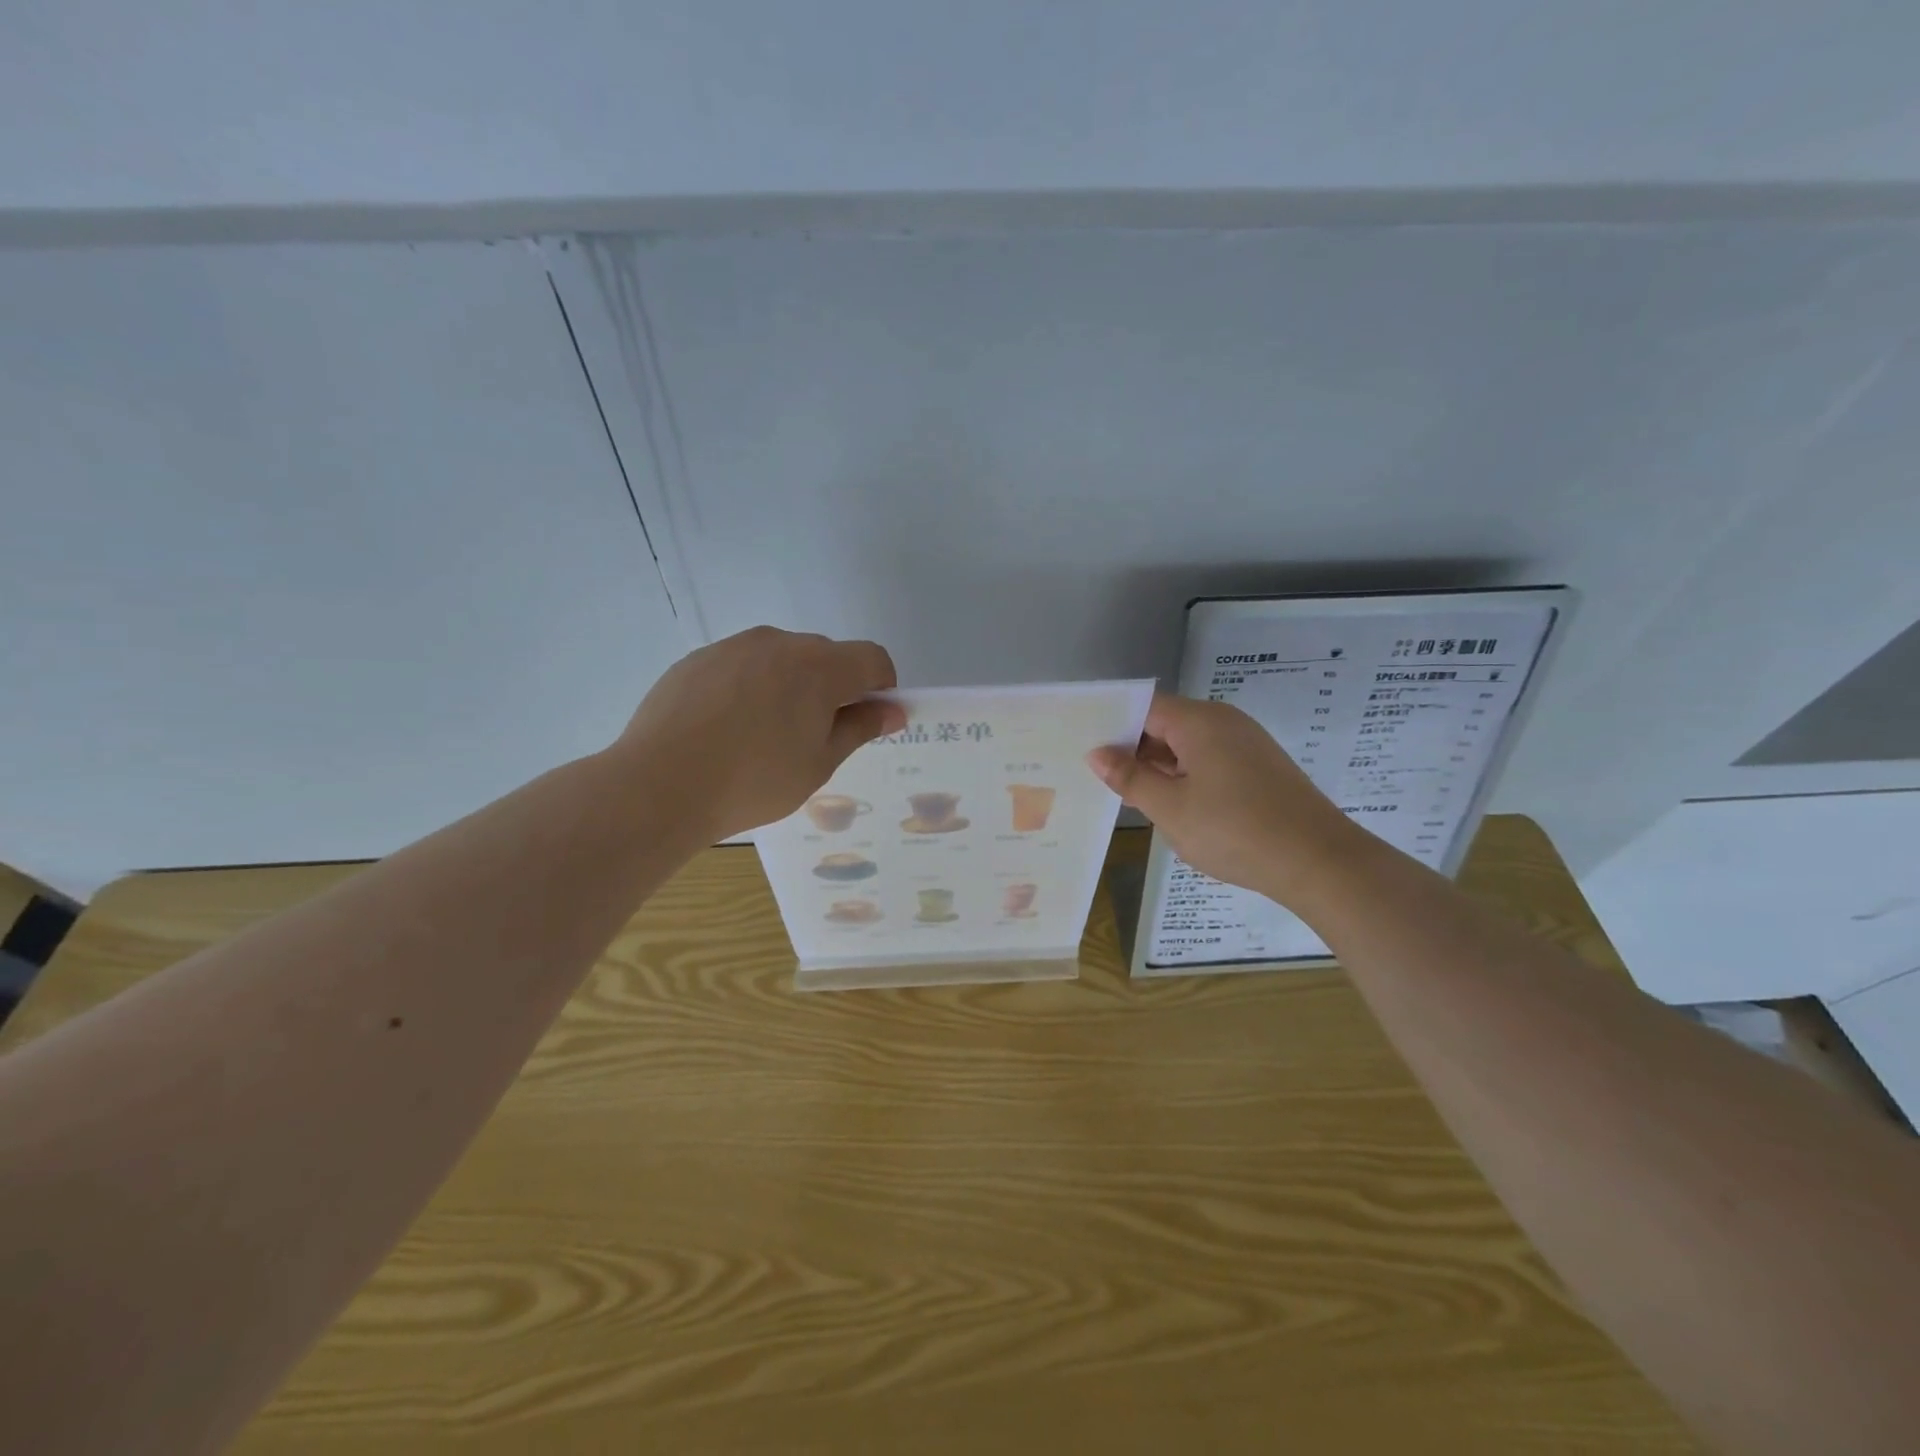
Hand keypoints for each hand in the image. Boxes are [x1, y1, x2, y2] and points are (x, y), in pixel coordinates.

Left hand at [618, 627, 903, 840]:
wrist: (659, 785)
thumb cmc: (754, 781)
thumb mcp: (819, 763)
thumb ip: (859, 728)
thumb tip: (892, 710)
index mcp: (820, 667)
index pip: (872, 658)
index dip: (881, 687)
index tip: (867, 720)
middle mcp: (780, 643)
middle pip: (826, 656)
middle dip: (833, 687)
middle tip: (812, 737)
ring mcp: (734, 646)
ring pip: (781, 658)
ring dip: (789, 685)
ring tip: (762, 735)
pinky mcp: (698, 658)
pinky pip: (742, 665)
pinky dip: (749, 687)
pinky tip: (726, 728)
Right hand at [1087, 694, 1361, 906]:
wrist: (1319, 861)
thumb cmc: (1234, 830)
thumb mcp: (1170, 808)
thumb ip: (1130, 778)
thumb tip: (1097, 754)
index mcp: (1198, 721)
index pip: (1144, 707)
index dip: (1112, 725)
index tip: (1084, 747)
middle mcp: (1223, 721)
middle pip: (1166, 723)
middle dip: (1133, 748)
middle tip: (1099, 776)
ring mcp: (1246, 744)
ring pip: (1188, 745)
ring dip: (1159, 766)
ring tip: (1129, 794)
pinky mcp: (1260, 767)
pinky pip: (1210, 760)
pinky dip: (1186, 776)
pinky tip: (1173, 804)